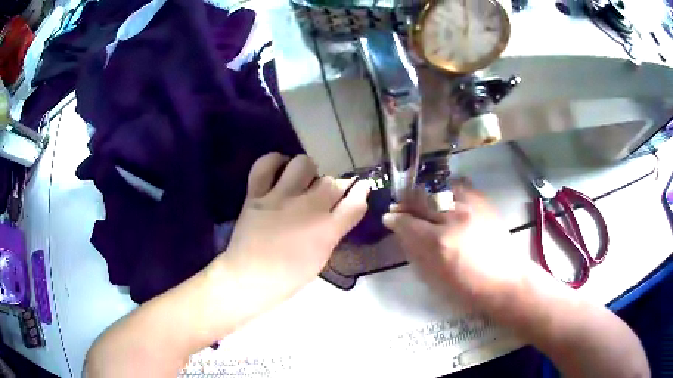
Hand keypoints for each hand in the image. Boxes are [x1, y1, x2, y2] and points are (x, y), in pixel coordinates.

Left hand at [218, 153, 368, 303]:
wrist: (249, 278)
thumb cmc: (288, 277)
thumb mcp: (320, 259)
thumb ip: (332, 233)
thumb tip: (338, 214)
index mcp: (326, 230)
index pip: (354, 202)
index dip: (361, 191)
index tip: (362, 186)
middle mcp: (307, 208)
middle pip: (331, 182)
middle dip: (335, 185)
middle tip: (327, 194)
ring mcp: (280, 198)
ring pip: (303, 164)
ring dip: (308, 170)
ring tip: (304, 180)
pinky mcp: (256, 194)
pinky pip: (265, 165)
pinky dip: (274, 161)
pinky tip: (280, 168)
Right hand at [383, 184, 527, 307]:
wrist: (504, 280)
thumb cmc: (466, 287)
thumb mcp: (433, 276)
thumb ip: (414, 250)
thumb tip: (401, 231)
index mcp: (438, 242)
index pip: (407, 222)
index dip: (395, 218)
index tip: (389, 217)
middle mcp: (453, 218)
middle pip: (421, 200)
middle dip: (406, 203)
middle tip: (401, 207)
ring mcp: (470, 206)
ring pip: (439, 189)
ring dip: (426, 196)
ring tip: (423, 202)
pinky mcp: (483, 201)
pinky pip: (459, 187)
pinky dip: (448, 192)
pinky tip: (446, 199)